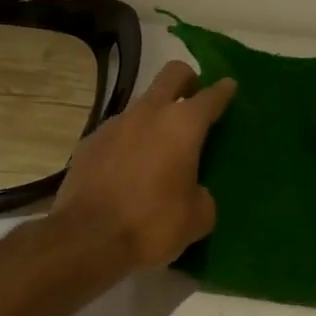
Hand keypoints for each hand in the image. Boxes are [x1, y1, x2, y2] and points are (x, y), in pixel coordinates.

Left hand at [51, 60, 235, 272]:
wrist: (87, 239)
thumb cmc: (152, 225)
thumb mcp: (197, 218)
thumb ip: (203, 195)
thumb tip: (194, 191)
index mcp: (182, 126)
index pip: (210, 97)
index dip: (223, 91)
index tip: (229, 86)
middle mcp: (148, 113)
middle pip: (172, 75)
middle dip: (187, 80)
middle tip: (195, 98)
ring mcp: (113, 124)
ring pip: (142, 104)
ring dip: (155, 115)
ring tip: (160, 145)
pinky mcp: (88, 143)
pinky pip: (117, 132)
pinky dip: (128, 141)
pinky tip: (129, 168)